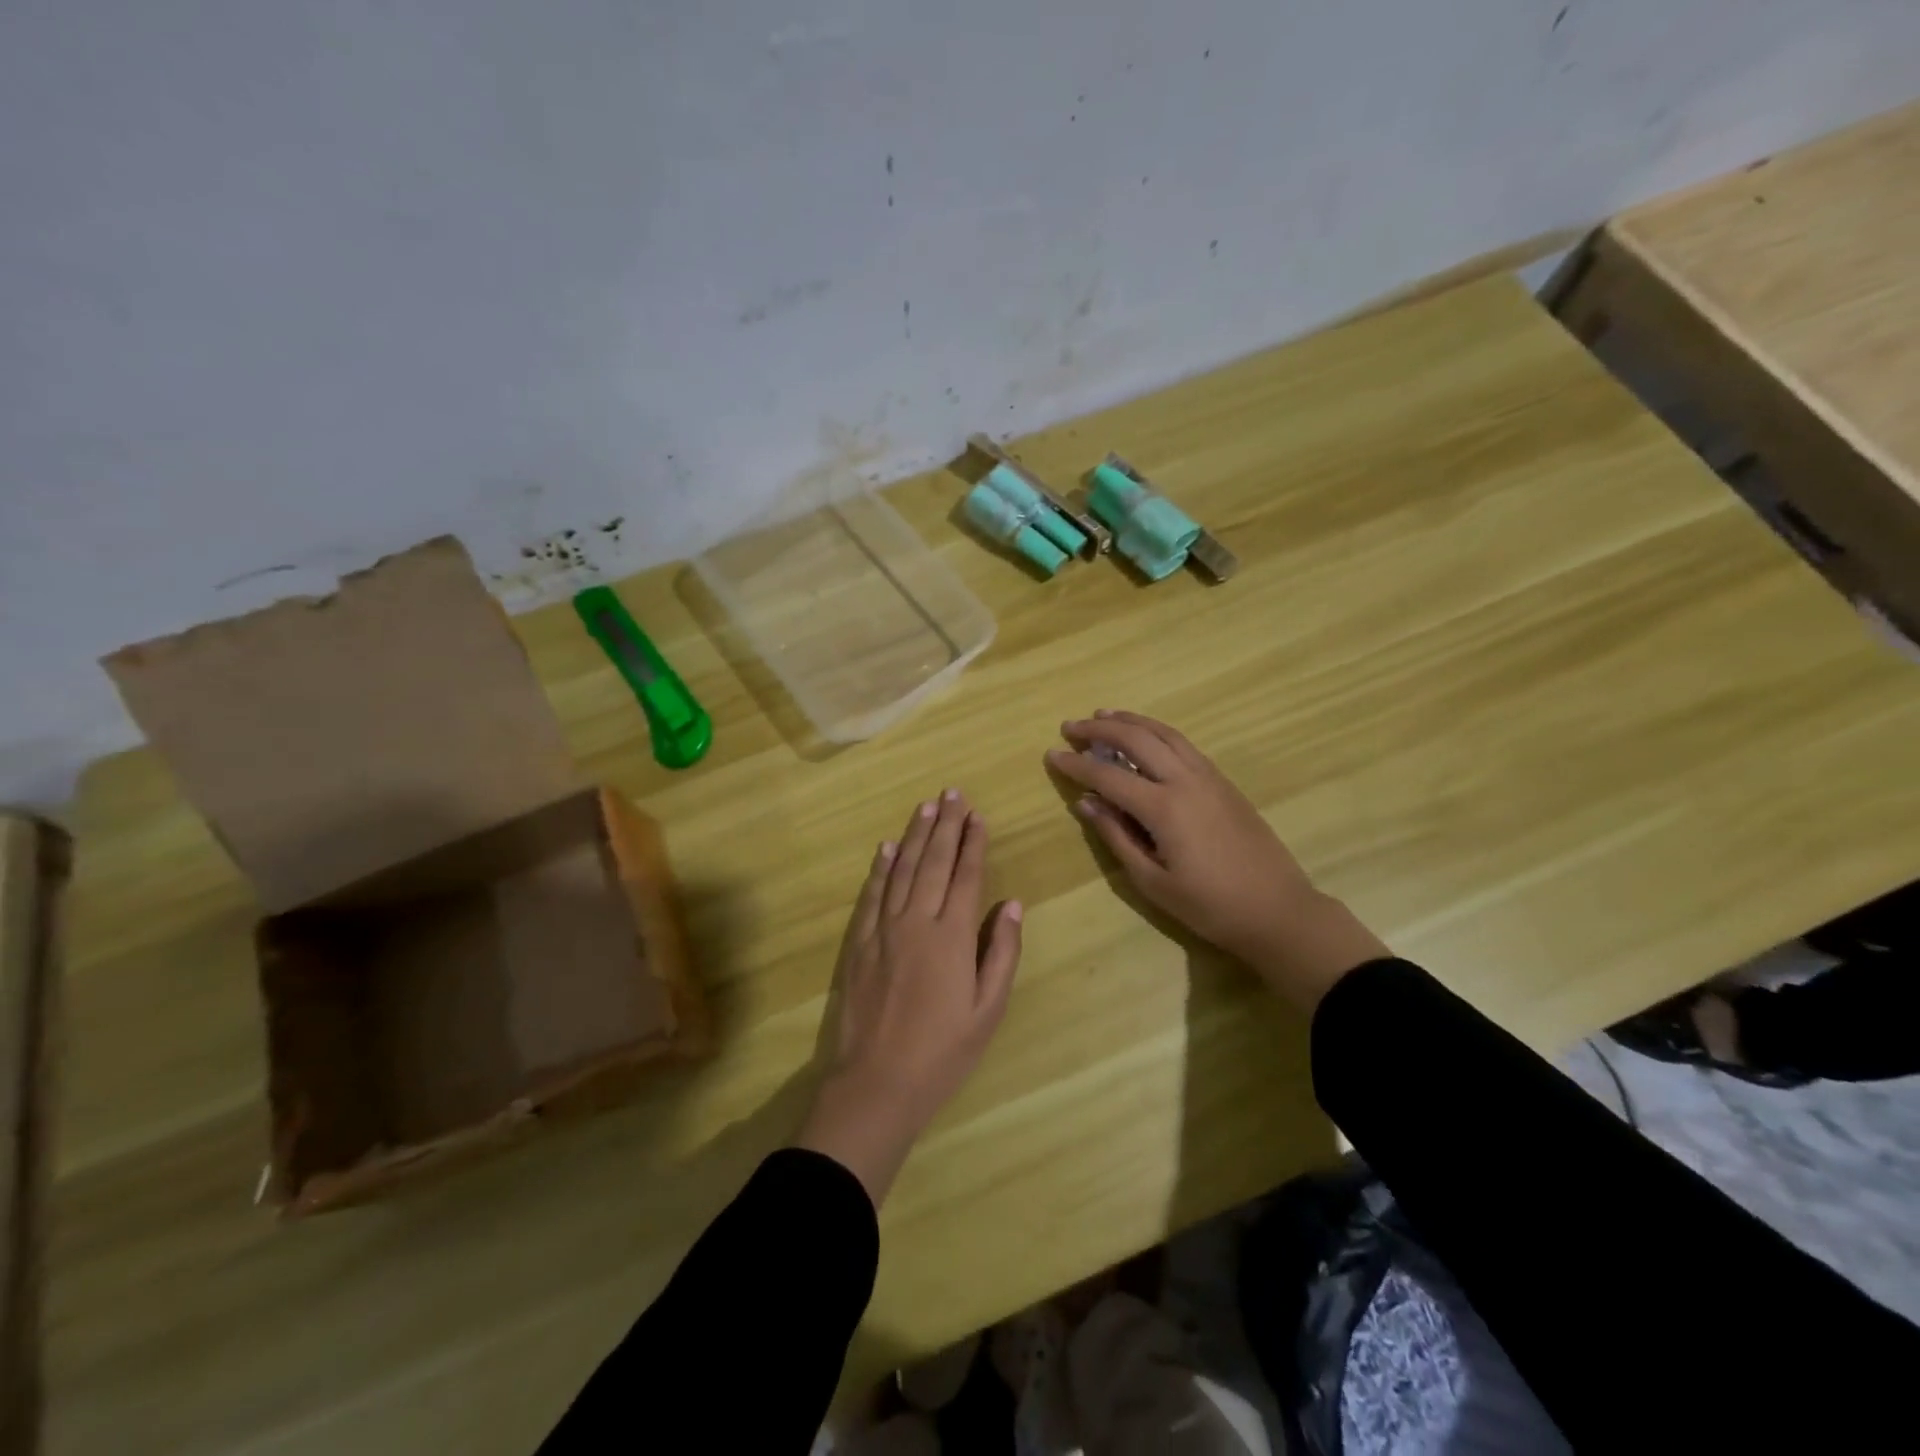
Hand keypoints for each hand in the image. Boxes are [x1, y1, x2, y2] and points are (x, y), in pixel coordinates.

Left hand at [795, 790, 1023, 1204]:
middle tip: (953, 794)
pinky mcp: (859, 943)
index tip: (977, 815)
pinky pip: (871, 894)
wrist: (876, 1083)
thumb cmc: (942, 1052)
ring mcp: (883, 930)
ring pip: (901, 870)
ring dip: (915, 835)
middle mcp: (916, 922)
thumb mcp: (988, 1010)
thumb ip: (1001, 953)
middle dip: (946, 826)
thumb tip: (1012, 904)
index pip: (965, 876)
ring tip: (926, 807)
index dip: (973, 843)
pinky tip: (887, 848)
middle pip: (933, 863)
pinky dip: (880, 868)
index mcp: (952, 936)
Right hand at [1044, 711, 1388, 1011]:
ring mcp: (1209, 777)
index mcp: (1165, 808)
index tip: (1051, 754)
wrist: (1278, 910)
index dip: (1076, 764)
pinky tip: (1145, 736)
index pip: (1108, 775)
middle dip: (1100, 729)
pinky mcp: (1224, 782)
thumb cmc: (1210, 906)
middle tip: (1071, 727)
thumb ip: (1116, 836)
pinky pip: (1183, 744)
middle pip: (1137, 738)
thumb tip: (1086, 803)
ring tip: (1103, 715)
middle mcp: (1186, 780)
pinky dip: (1157, 731)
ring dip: (1131, 720)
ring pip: (1164, 732)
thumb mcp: (1153, 881)